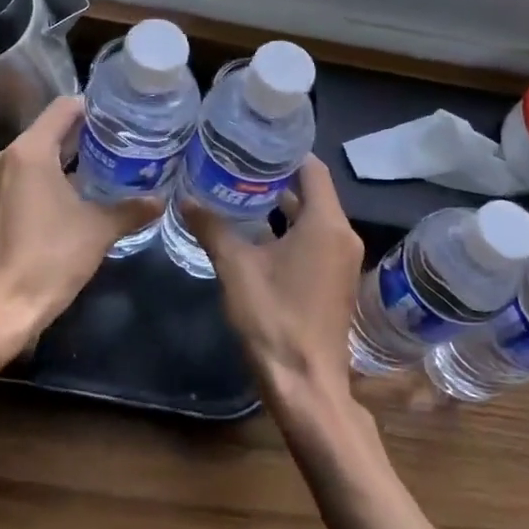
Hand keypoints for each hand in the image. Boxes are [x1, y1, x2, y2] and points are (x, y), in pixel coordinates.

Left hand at [0, 96, 159, 350]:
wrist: (0, 309)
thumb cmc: (49, 259)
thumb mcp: (99, 230)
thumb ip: (132, 209)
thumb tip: (162, 199)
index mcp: (30, 151)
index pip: (65, 108)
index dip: (96, 107)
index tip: (125, 117)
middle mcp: (9, 157)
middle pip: (53, 129)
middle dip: (89, 134)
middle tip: (127, 140)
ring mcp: (0, 182)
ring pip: (42, 154)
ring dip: (74, 157)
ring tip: (113, 164)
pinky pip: (31, 175)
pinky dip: (57, 176)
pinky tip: (85, 193)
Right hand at [186, 154, 364, 404]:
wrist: (307, 386)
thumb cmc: (274, 319)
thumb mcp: (236, 268)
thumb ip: (212, 228)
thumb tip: (185, 198)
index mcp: (326, 224)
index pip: (312, 169)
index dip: (285, 153)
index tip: (254, 142)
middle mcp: (343, 235)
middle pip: (313, 192)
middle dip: (276, 178)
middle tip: (238, 164)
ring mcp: (342, 260)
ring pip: (313, 218)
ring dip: (282, 206)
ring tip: (240, 192)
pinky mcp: (335, 280)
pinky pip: (315, 240)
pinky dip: (290, 230)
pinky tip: (256, 233)